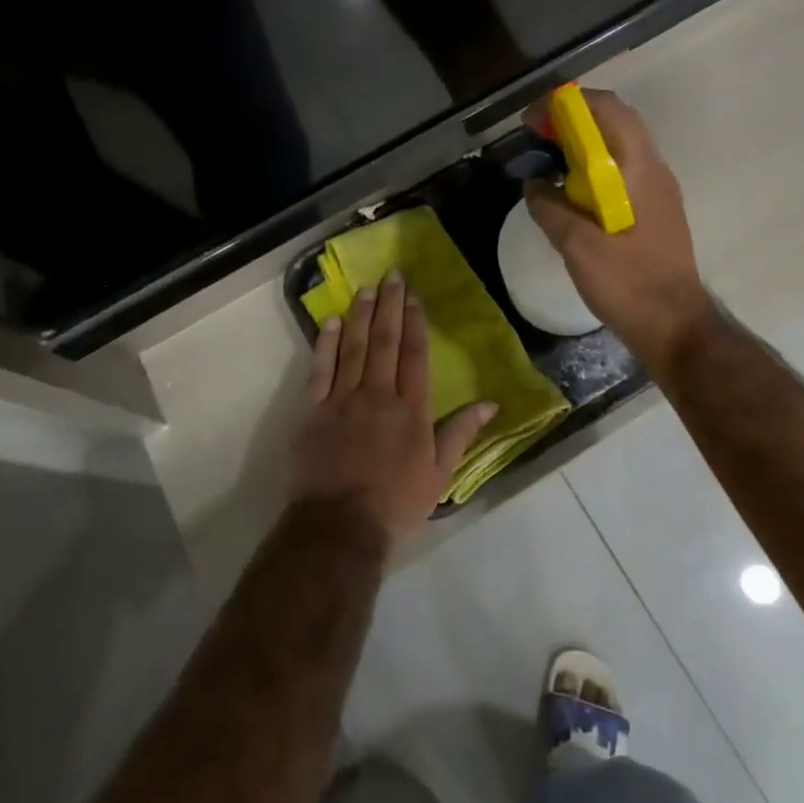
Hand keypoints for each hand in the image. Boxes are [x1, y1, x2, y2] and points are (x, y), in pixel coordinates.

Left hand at [290, 271, 499, 549]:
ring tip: (366, 288)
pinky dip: (326, 343)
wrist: (339, 526)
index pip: (415, 355)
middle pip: (386, 342)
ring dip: (361, 315)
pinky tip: (331, 321)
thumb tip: (491, 403)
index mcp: (411, 410)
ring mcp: (342, 400)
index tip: (414, 296)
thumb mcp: (440, 474)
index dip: (415, 322)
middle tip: (392, 275)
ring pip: (354, 347)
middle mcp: (378, 395)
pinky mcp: (313, 410)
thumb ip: (461, 433)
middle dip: (390, 306)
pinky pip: (320, 369)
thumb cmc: (396, 503)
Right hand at [524, 88, 715, 373]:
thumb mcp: (578, 247)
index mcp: (639, 170)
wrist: (675, 325)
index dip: (568, 104)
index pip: (608, 109)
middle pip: (616, 121)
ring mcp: (658, 190)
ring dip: (584, 142)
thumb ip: (551, 209)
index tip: (534, 120)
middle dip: (574, 119)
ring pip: (620, 146)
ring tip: (550, 159)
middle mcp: (654, 170)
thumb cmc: (628, 283)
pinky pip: (622, 170)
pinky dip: (594, 166)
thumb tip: (533, 185)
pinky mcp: (654, 210)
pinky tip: (572, 192)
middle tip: (538, 135)